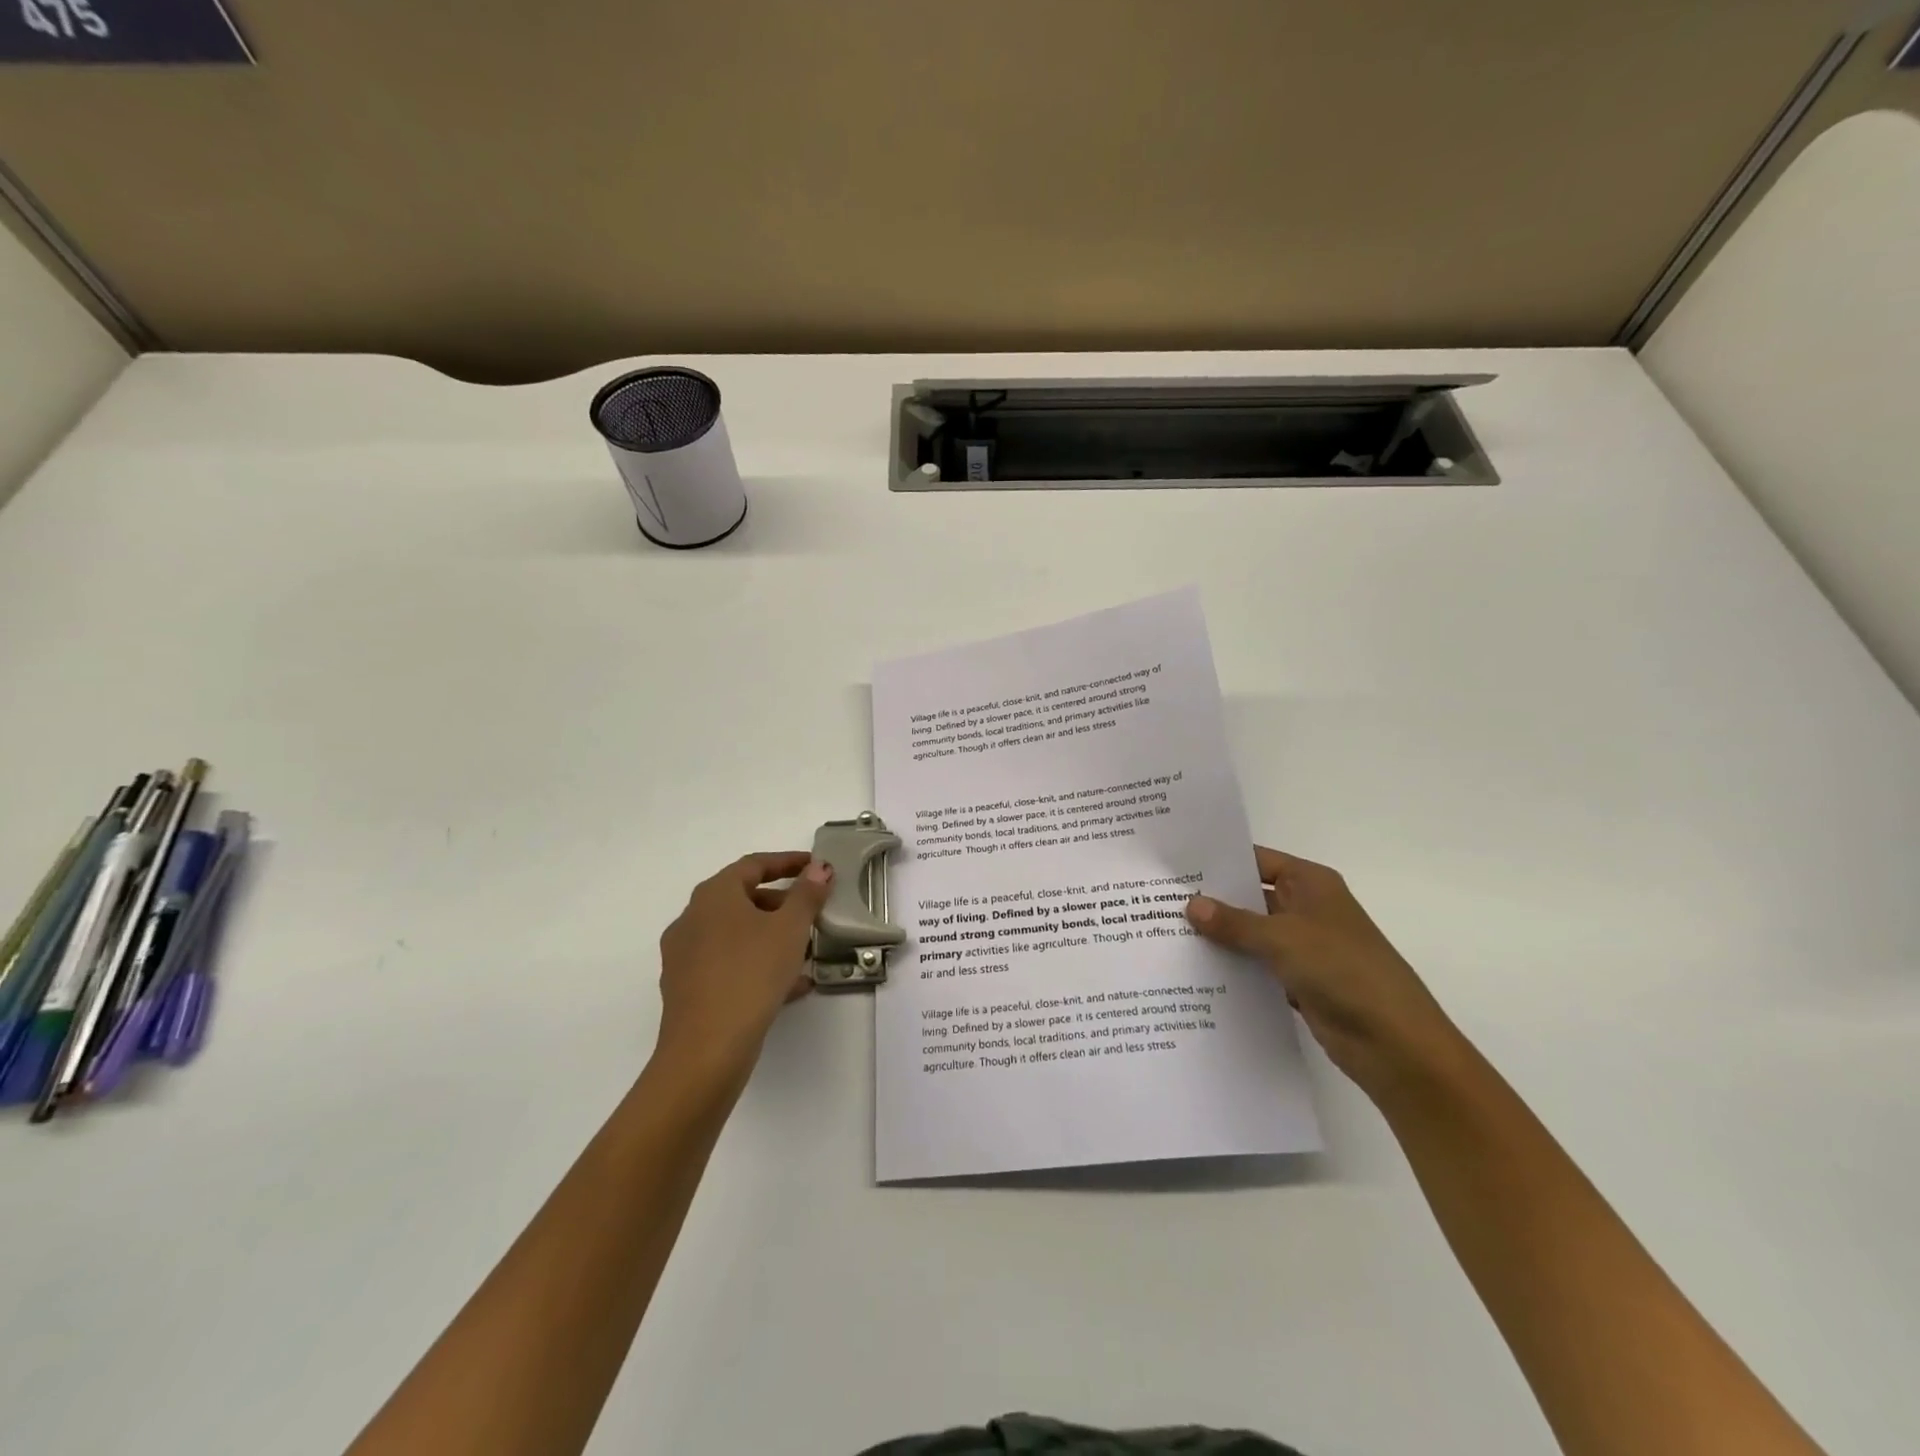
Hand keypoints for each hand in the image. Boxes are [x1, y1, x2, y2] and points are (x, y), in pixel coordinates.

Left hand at [655, 852, 832, 1073]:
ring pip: (735, 935)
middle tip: (811, 912)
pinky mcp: (687, 989)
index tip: (814, 866)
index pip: (753, 865)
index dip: (787, 862)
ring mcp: (684, 956)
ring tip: (804, 952)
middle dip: (780, 903)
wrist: (706, 1050)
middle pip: (741, 899)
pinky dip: (756, 964)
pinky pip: (728, 964)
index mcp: (713, 895)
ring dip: (770, 936)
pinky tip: (788, 985)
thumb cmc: (750, 974)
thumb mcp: (790, 929)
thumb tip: (818, 867)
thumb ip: (807, 894)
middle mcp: (692, 919)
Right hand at [1186, 846, 1463, 1096]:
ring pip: (1251, 934)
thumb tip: (1191, 904)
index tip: (1175, 864)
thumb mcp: (1283, 938)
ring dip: (1219, 938)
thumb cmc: (1344, 971)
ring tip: (1165, 934)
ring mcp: (1303, 947)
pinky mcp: (1300, 982)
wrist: (1395, 1043)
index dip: (1219, 860)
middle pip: (1250, 897)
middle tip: (1158, 900)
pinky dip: (1233, 969)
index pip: (1256, 860)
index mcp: (1310, 884)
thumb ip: (1234, 922)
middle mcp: (1306, 909)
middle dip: (1211, 901)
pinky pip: (1257, 967)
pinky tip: (1195, 972)